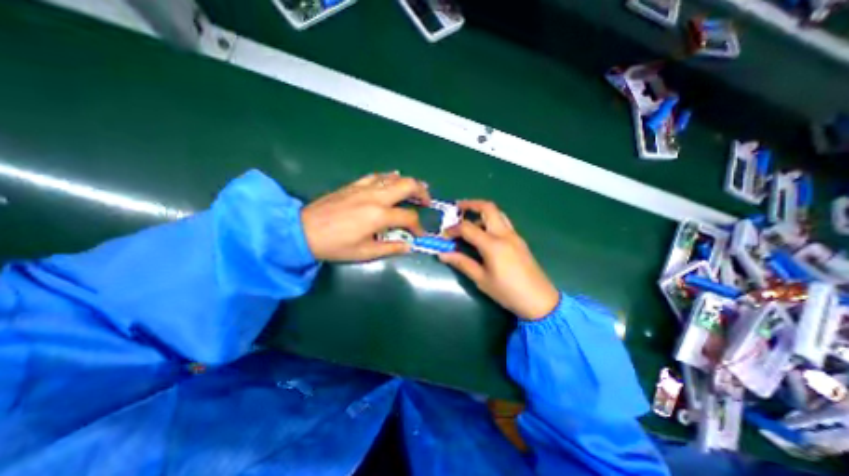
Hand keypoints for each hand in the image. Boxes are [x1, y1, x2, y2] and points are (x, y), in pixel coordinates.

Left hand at [302, 171, 432, 259]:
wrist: (303, 231)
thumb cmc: (335, 245)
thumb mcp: (364, 253)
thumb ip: (390, 248)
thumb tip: (408, 246)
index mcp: (379, 215)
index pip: (408, 217)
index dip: (418, 226)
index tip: (418, 234)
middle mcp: (376, 197)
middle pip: (407, 185)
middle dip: (422, 192)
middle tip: (426, 201)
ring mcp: (364, 188)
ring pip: (394, 177)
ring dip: (408, 182)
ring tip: (414, 191)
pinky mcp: (354, 185)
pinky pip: (376, 176)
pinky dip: (389, 177)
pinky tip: (392, 180)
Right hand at [440, 199, 561, 320]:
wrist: (540, 300)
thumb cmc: (508, 292)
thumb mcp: (481, 279)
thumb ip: (462, 263)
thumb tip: (443, 254)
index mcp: (493, 244)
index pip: (468, 228)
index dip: (453, 229)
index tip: (444, 235)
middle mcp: (504, 234)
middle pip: (488, 208)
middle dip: (471, 204)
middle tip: (457, 209)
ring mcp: (514, 236)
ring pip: (497, 213)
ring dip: (482, 212)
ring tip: (469, 221)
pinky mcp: (519, 240)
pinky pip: (503, 223)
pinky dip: (490, 221)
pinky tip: (484, 234)